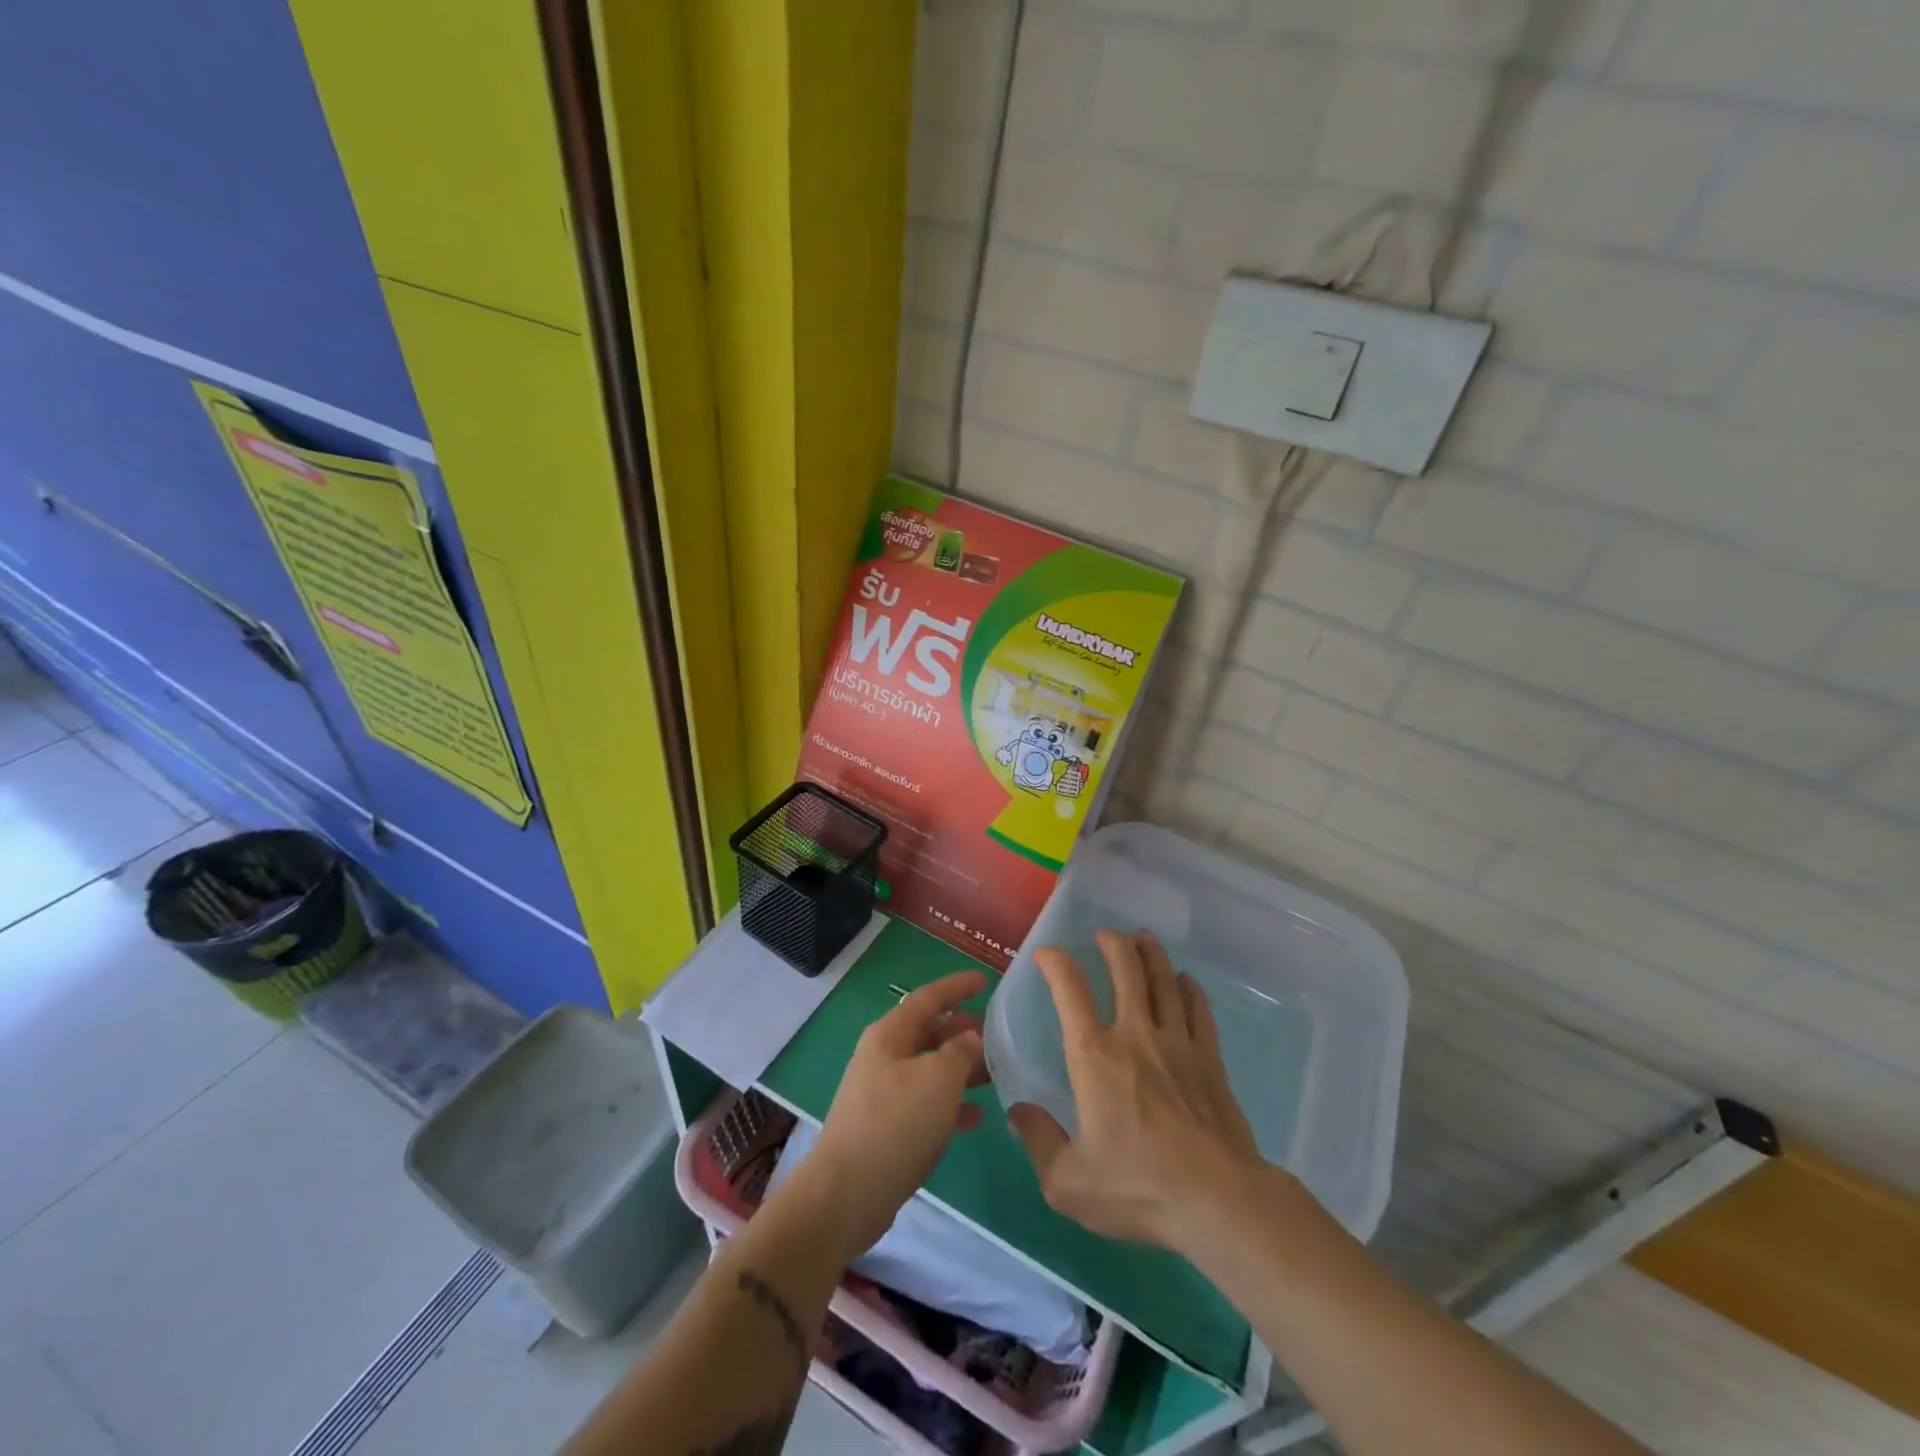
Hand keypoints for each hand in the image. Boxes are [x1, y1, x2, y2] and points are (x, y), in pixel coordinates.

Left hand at [803, 970, 987, 1257]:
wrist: (846, 1194)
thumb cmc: (896, 1123)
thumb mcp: (938, 1080)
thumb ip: (960, 1052)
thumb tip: (970, 1037)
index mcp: (890, 1034)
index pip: (929, 997)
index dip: (957, 986)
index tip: (985, 979)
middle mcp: (883, 1056)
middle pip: (928, 1032)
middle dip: (961, 1031)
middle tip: (995, 1036)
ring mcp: (882, 1093)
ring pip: (929, 1069)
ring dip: (960, 1069)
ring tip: (994, 1075)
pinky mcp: (886, 1127)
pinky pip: (925, 1103)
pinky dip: (950, 1104)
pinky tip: (976, 1117)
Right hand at [1008, 930, 1264, 1253]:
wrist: (1219, 1201)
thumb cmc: (1139, 1187)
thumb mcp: (1069, 1182)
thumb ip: (1039, 1142)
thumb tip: (1018, 1113)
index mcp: (1095, 1056)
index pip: (1070, 991)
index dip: (1056, 964)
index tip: (1047, 954)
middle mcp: (1135, 1035)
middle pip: (1126, 971)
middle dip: (1113, 945)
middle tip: (1106, 934)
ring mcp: (1178, 1044)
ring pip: (1164, 982)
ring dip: (1151, 955)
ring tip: (1143, 939)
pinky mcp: (1210, 1060)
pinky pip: (1199, 1010)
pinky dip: (1190, 989)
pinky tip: (1185, 981)